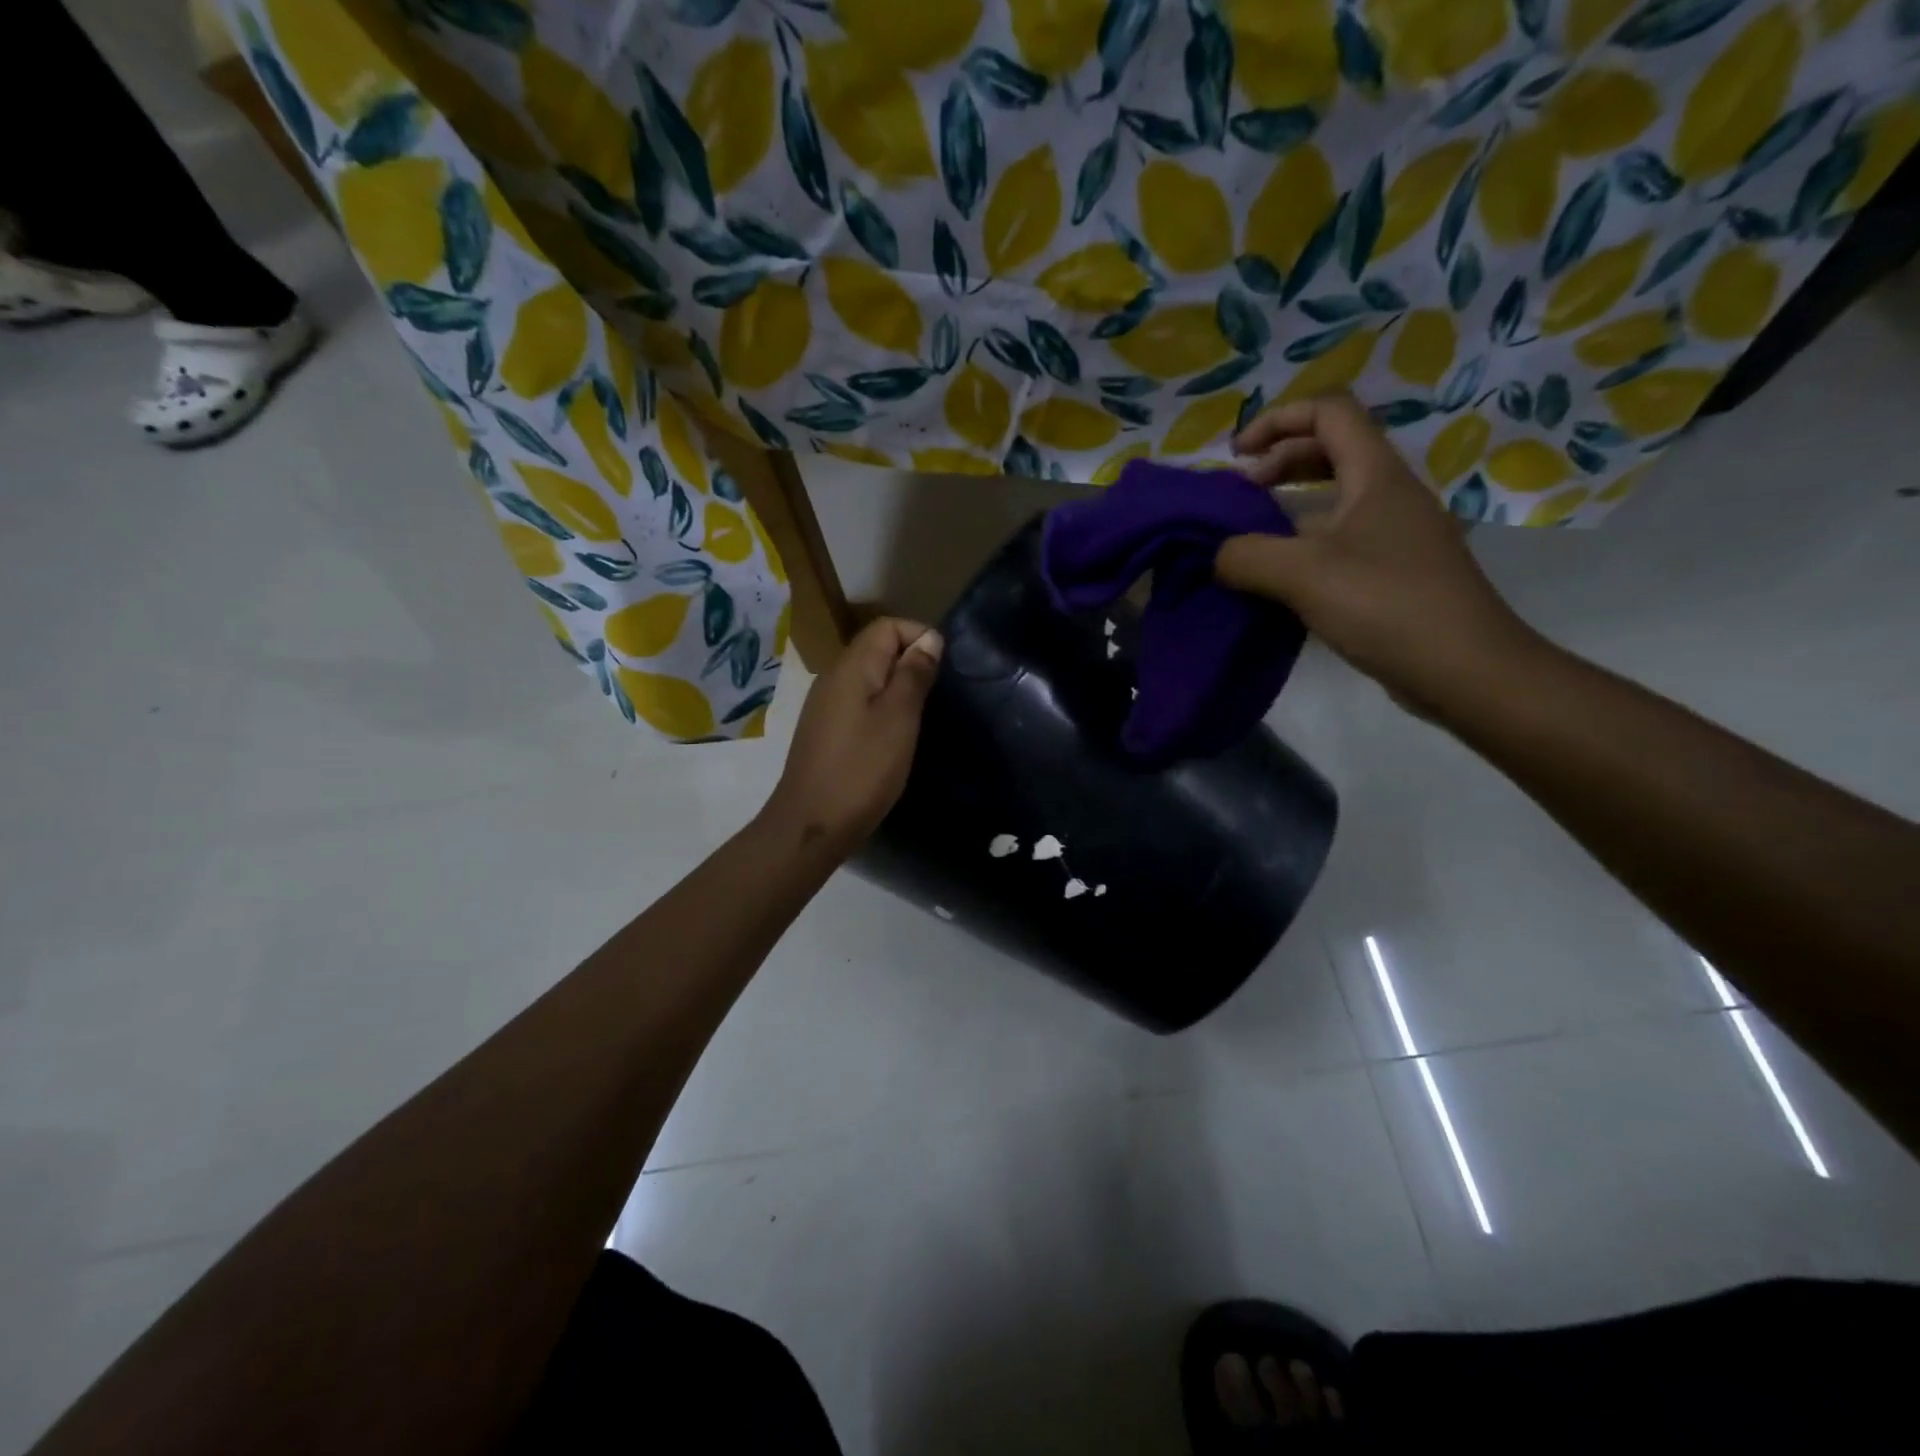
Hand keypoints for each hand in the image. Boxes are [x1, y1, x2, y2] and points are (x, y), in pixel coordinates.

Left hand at [761, 617, 942, 856]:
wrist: (813, 823)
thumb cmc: (863, 768)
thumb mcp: (899, 717)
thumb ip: (914, 674)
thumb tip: (929, 639)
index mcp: (851, 666)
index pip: (887, 626)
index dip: (919, 636)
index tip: (943, 669)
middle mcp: (833, 677)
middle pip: (876, 649)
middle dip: (910, 662)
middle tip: (936, 696)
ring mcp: (825, 705)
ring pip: (868, 678)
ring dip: (897, 688)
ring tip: (920, 717)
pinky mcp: (825, 731)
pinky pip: (859, 704)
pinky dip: (881, 710)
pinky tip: (893, 738)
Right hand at [1216, 392, 1541, 715]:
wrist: (1464, 669)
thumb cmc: (1386, 605)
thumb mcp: (1302, 575)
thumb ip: (1246, 556)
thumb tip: (1218, 554)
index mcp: (1376, 475)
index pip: (1329, 410)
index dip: (1277, 419)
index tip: (1237, 457)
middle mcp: (1390, 493)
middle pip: (1332, 448)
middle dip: (1279, 461)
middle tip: (1240, 494)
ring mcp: (1397, 533)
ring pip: (1336, 497)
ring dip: (1290, 505)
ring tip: (1251, 537)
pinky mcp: (1395, 570)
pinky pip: (1342, 538)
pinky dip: (1304, 543)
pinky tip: (1281, 578)